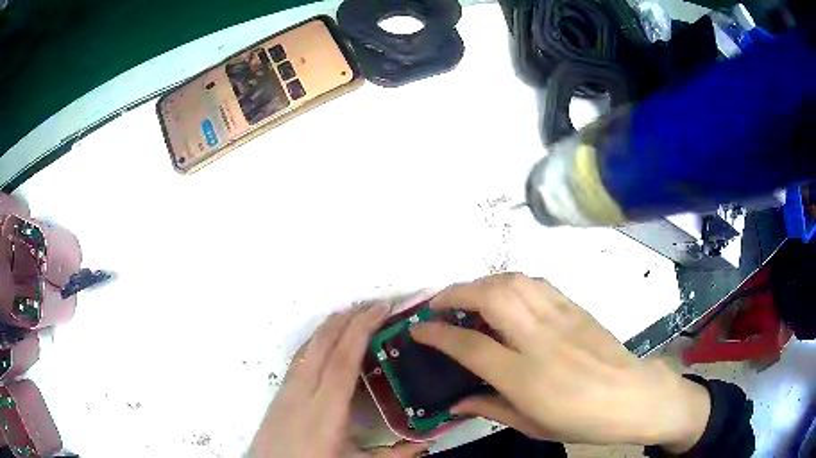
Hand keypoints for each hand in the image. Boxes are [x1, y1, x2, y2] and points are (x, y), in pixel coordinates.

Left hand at [250, 303, 429, 457]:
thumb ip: (394, 454)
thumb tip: (426, 444)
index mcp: (326, 409)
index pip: (345, 359)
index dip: (363, 329)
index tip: (382, 308)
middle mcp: (304, 391)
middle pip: (324, 343)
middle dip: (350, 317)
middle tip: (376, 304)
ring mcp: (288, 389)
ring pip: (310, 345)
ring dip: (332, 325)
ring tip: (355, 313)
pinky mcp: (280, 391)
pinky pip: (301, 356)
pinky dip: (318, 339)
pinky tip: (327, 339)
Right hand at [411, 273, 710, 452]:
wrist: (632, 396)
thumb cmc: (581, 420)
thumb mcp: (532, 426)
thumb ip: (490, 408)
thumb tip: (455, 401)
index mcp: (525, 377)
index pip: (470, 345)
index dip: (438, 333)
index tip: (418, 329)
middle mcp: (539, 340)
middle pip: (491, 297)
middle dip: (455, 293)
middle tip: (438, 304)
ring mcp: (560, 318)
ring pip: (513, 282)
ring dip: (482, 282)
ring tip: (468, 296)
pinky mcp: (575, 308)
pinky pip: (536, 284)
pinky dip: (511, 282)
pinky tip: (506, 294)